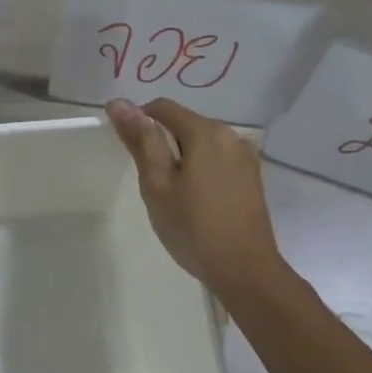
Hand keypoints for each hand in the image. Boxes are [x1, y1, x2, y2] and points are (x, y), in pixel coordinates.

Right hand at [107, 97, 284, 295]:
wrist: (244, 270)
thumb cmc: (193, 227)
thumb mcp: (157, 184)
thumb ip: (141, 140)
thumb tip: (119, 103)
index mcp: (206, 132)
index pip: (163, 108)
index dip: (138, 120)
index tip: (126, 150)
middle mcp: (231, 135)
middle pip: (184, 124)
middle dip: (162, 143)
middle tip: (150, 182)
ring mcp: (246, 156)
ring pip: (201, 143)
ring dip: (181, 157)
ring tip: (173, 195)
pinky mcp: (252, 177)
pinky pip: (217, 159)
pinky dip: (200, 169)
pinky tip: (196, 200)